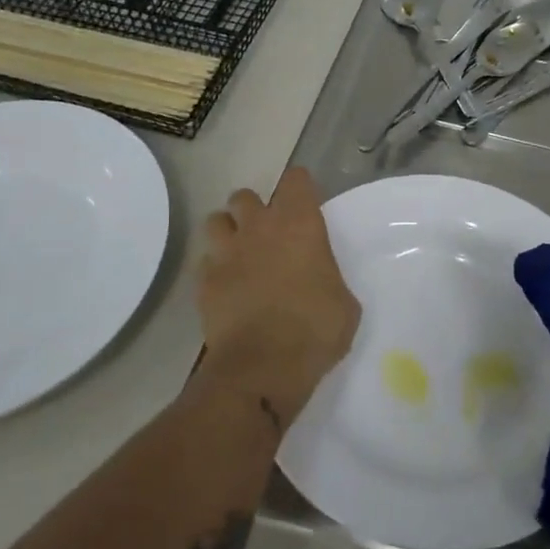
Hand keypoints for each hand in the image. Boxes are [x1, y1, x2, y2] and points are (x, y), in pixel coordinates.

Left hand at [197, 167, 359, 427]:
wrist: (262, 368)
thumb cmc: (315, 331)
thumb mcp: (344, 304)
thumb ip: (329, 278)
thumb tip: (320, 281)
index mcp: (299, 225)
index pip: (296, 180)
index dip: (300, 188)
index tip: (306, 204)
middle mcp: (259, 228)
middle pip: (245, 196)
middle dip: (254, 209)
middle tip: (267, 233)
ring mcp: (226, 253)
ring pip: (215, 221)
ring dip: (227, 231)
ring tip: (239, 252)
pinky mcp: (204, 282)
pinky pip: (205, 261)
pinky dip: (214, 268)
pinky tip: (226, 286)